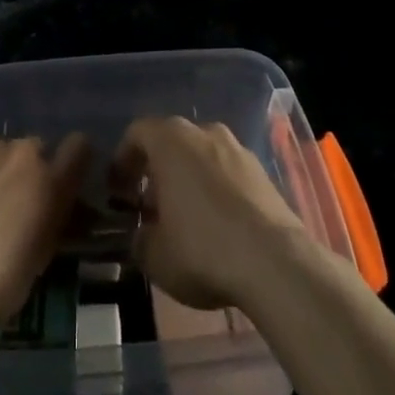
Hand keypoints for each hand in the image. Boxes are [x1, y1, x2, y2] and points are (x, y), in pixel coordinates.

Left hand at [0, 130, 88, 322]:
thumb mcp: (31, 268)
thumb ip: (41, 231)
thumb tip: (36, 223)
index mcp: (51, 185)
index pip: (79, 149)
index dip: (72, 157)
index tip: (62, 172)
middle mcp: (22, 154)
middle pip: (31, 149)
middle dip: (21, 169)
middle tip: (1, 202)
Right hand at [112, 117, 308, 310]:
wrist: (275, 263)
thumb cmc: (202, 249)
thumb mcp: (154, 255)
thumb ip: (139, 238)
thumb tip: (142, 233)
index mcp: (170, 139)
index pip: (137, 133)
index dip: (122, 161)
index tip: (118, 192)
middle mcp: (203, 132)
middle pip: (170, 141)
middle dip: (156, 171)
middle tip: (149, 206)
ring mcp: (237, 148)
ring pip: (201, 155)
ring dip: (187, 178)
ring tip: (184, 218)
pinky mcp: (262, 171)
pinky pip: (227, 172)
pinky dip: (215, 189)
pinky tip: (217, 225)